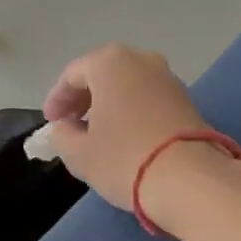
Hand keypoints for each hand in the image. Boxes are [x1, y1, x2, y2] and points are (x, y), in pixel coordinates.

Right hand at [40, 44, 214, 211]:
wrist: (190, 180)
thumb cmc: (124, 159)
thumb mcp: (79, 153)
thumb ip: (62, 135)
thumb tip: (64, 127)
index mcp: (110, 62)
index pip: (72, 75)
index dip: (57, 100)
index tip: (51, 123)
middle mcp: (141, 59)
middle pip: (103, 74)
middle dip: (84, 99)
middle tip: (71, 126)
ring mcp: (168, 77)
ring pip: (128, 85)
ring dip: (110, 104)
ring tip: (98, 134)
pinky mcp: (187, 99)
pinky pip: (148, 98)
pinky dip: (132, 111)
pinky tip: (126, 136)